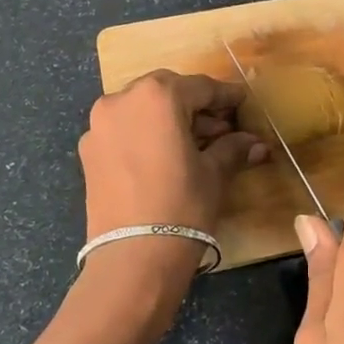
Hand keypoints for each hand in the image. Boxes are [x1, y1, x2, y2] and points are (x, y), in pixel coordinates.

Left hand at [67, 72, 266, 343]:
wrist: (133, 257)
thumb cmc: (182, 205)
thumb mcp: (214, 173)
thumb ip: (232, 148)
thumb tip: (256, 143)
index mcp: (157, 95)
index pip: (200, 87)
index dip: (225, 96)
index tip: (242, 102)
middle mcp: (122, 99)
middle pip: (167, 91)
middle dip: (195, 106)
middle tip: (220, 127)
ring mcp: (99, 125)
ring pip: (142, 108)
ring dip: (168, 119)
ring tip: (195, 144)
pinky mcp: (88, 150)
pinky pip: (123, 130)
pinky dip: (144, 134)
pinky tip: (163, 157)